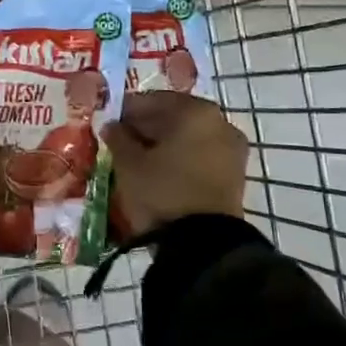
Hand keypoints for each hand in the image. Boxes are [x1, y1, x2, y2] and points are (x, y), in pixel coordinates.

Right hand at [101, 92, 246, 237]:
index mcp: (194, 111)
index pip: (151, 100)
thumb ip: (118, 138)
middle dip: (147, 128)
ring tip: (138, 161)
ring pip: (188, 138)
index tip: (109, 124)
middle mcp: (220, 122)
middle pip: (173, 117)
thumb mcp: (129, 163)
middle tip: (122, 142)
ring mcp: (232, 149)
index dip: (126, 112)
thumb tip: (112, 126)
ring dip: (165, 145)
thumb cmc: (162, 191)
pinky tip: (160, 174)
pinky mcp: (236, 176)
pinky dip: (181, 160)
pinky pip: (201, 157)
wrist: (203, 245)